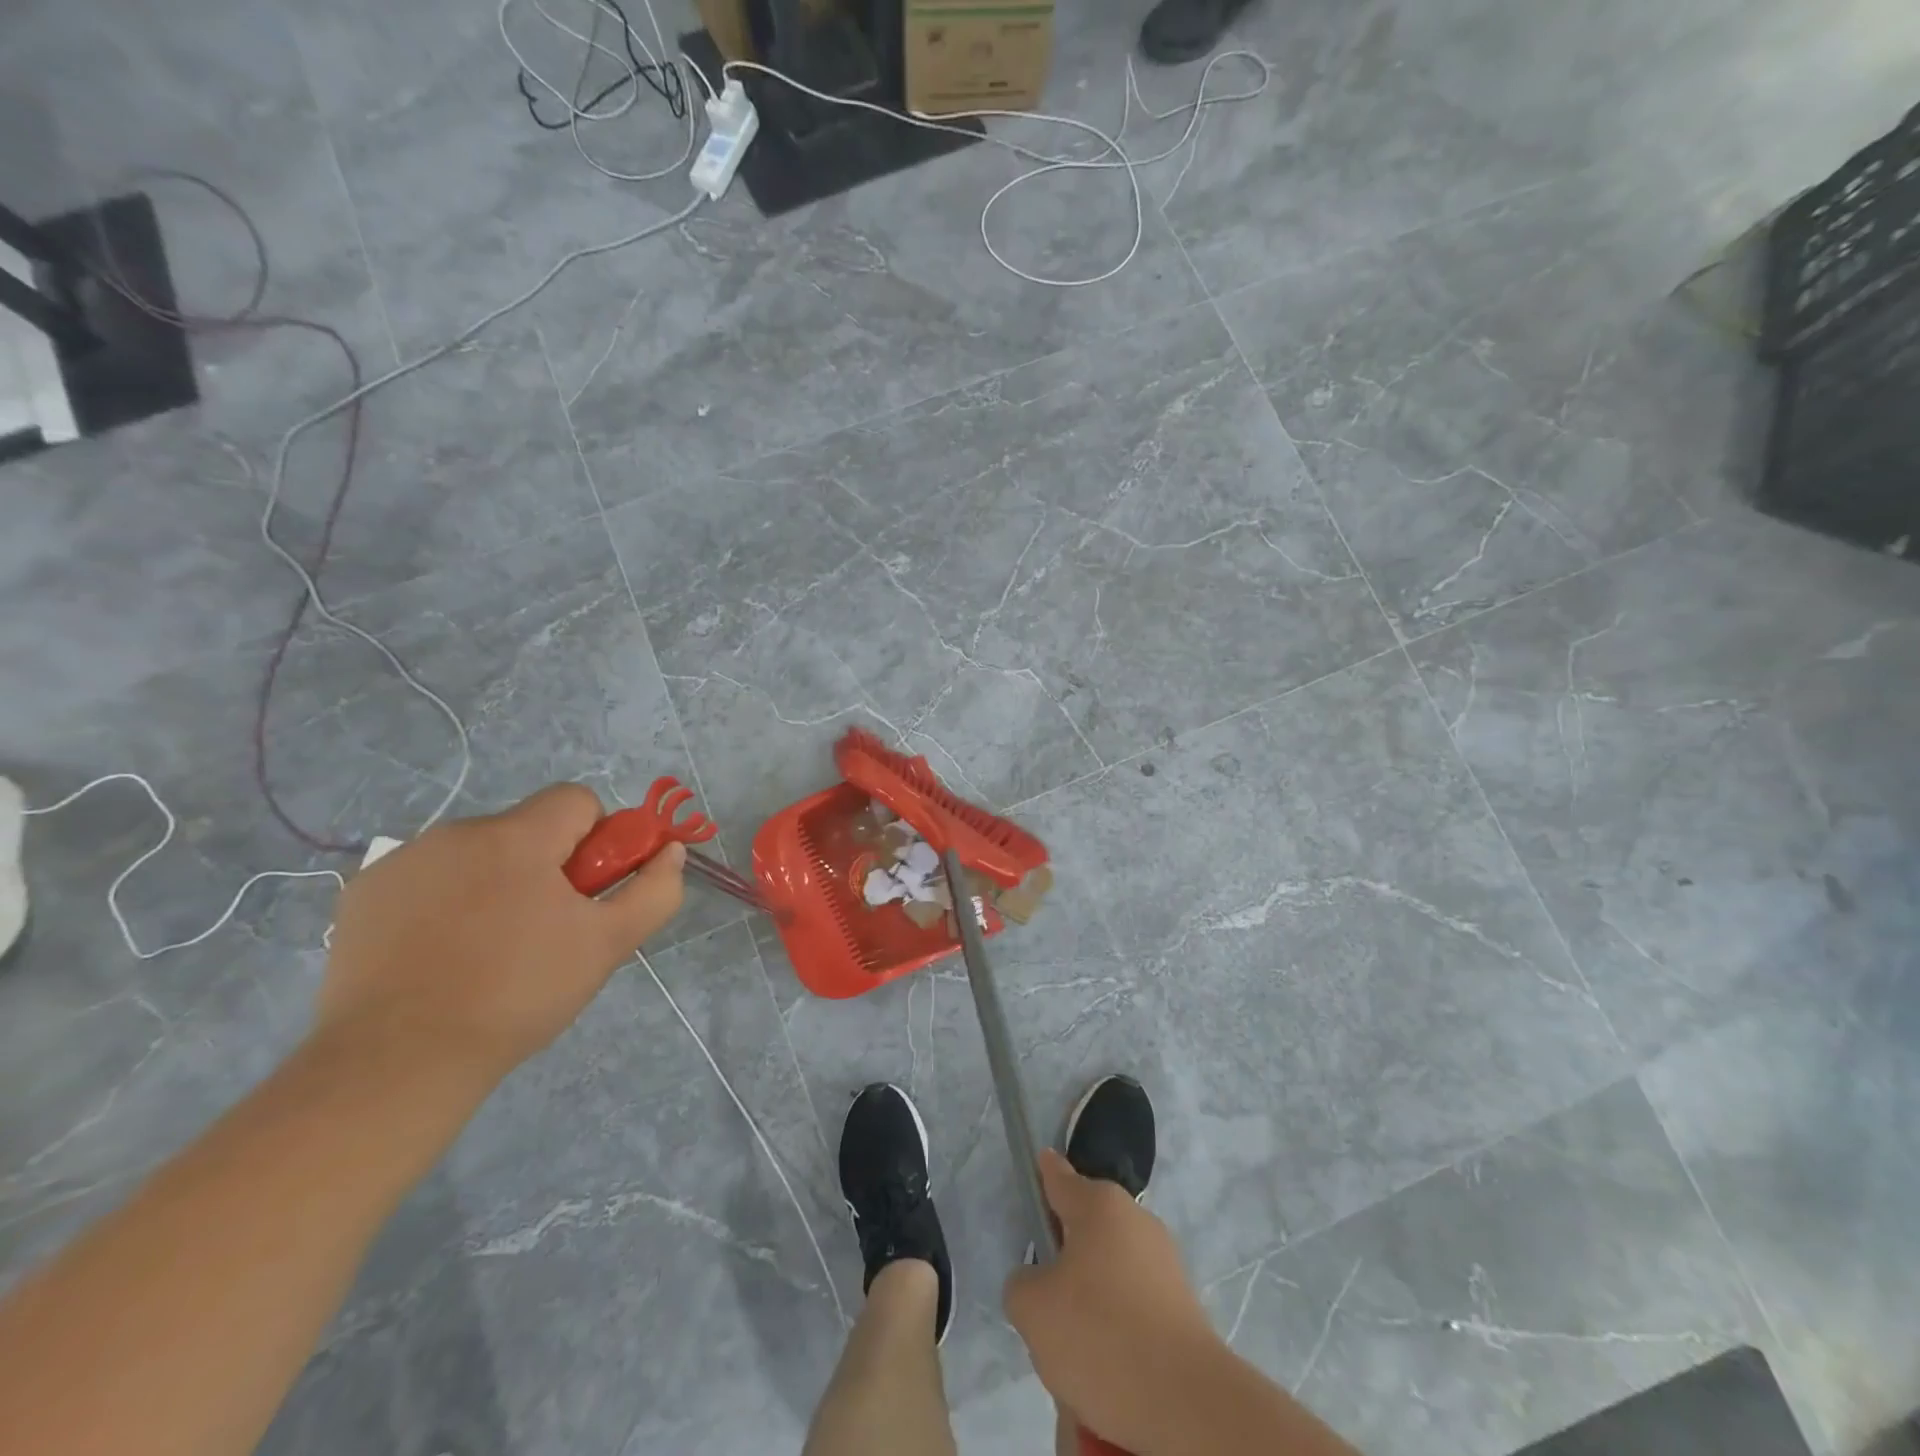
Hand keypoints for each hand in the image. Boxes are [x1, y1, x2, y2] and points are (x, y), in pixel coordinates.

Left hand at [315, 784, 685, 1084]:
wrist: (397, 1061)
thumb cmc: (519, 994)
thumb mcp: (609, 945)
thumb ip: (655, 891)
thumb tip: (669, 851)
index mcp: (517, 837)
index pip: (576, 800)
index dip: (596, 839)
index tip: (586, 891)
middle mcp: (457, 833)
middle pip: (526, 829)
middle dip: (545, 866)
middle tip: (544, 930)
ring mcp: (403, 861)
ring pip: (477, 854)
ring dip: (495, 882)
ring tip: (487, 949)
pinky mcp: (363, 893)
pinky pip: (427, 877)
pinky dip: (443, 901)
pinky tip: (437, 954)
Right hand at [1004, 1150, 1223, 1454]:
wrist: (1186, 1401)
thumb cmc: (1100, 1334)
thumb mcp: (1032, 1309)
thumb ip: (1022, 1284)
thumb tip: (1039, 1282)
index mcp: (1099, 1204)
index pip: (1061, 1177)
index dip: (1044, 1172)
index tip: (1040, 1163)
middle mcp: (1135, 1219)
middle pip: (1086, 1228)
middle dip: (1065, 1259)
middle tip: (1047, 1304)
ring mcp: (1164, 1260)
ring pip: (1109, 1271)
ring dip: (1092, 1300)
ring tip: (1078, 1352)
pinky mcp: (1183, 1304)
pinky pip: (1134, 1306)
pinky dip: (1119, 1330)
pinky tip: (1110, 1371)